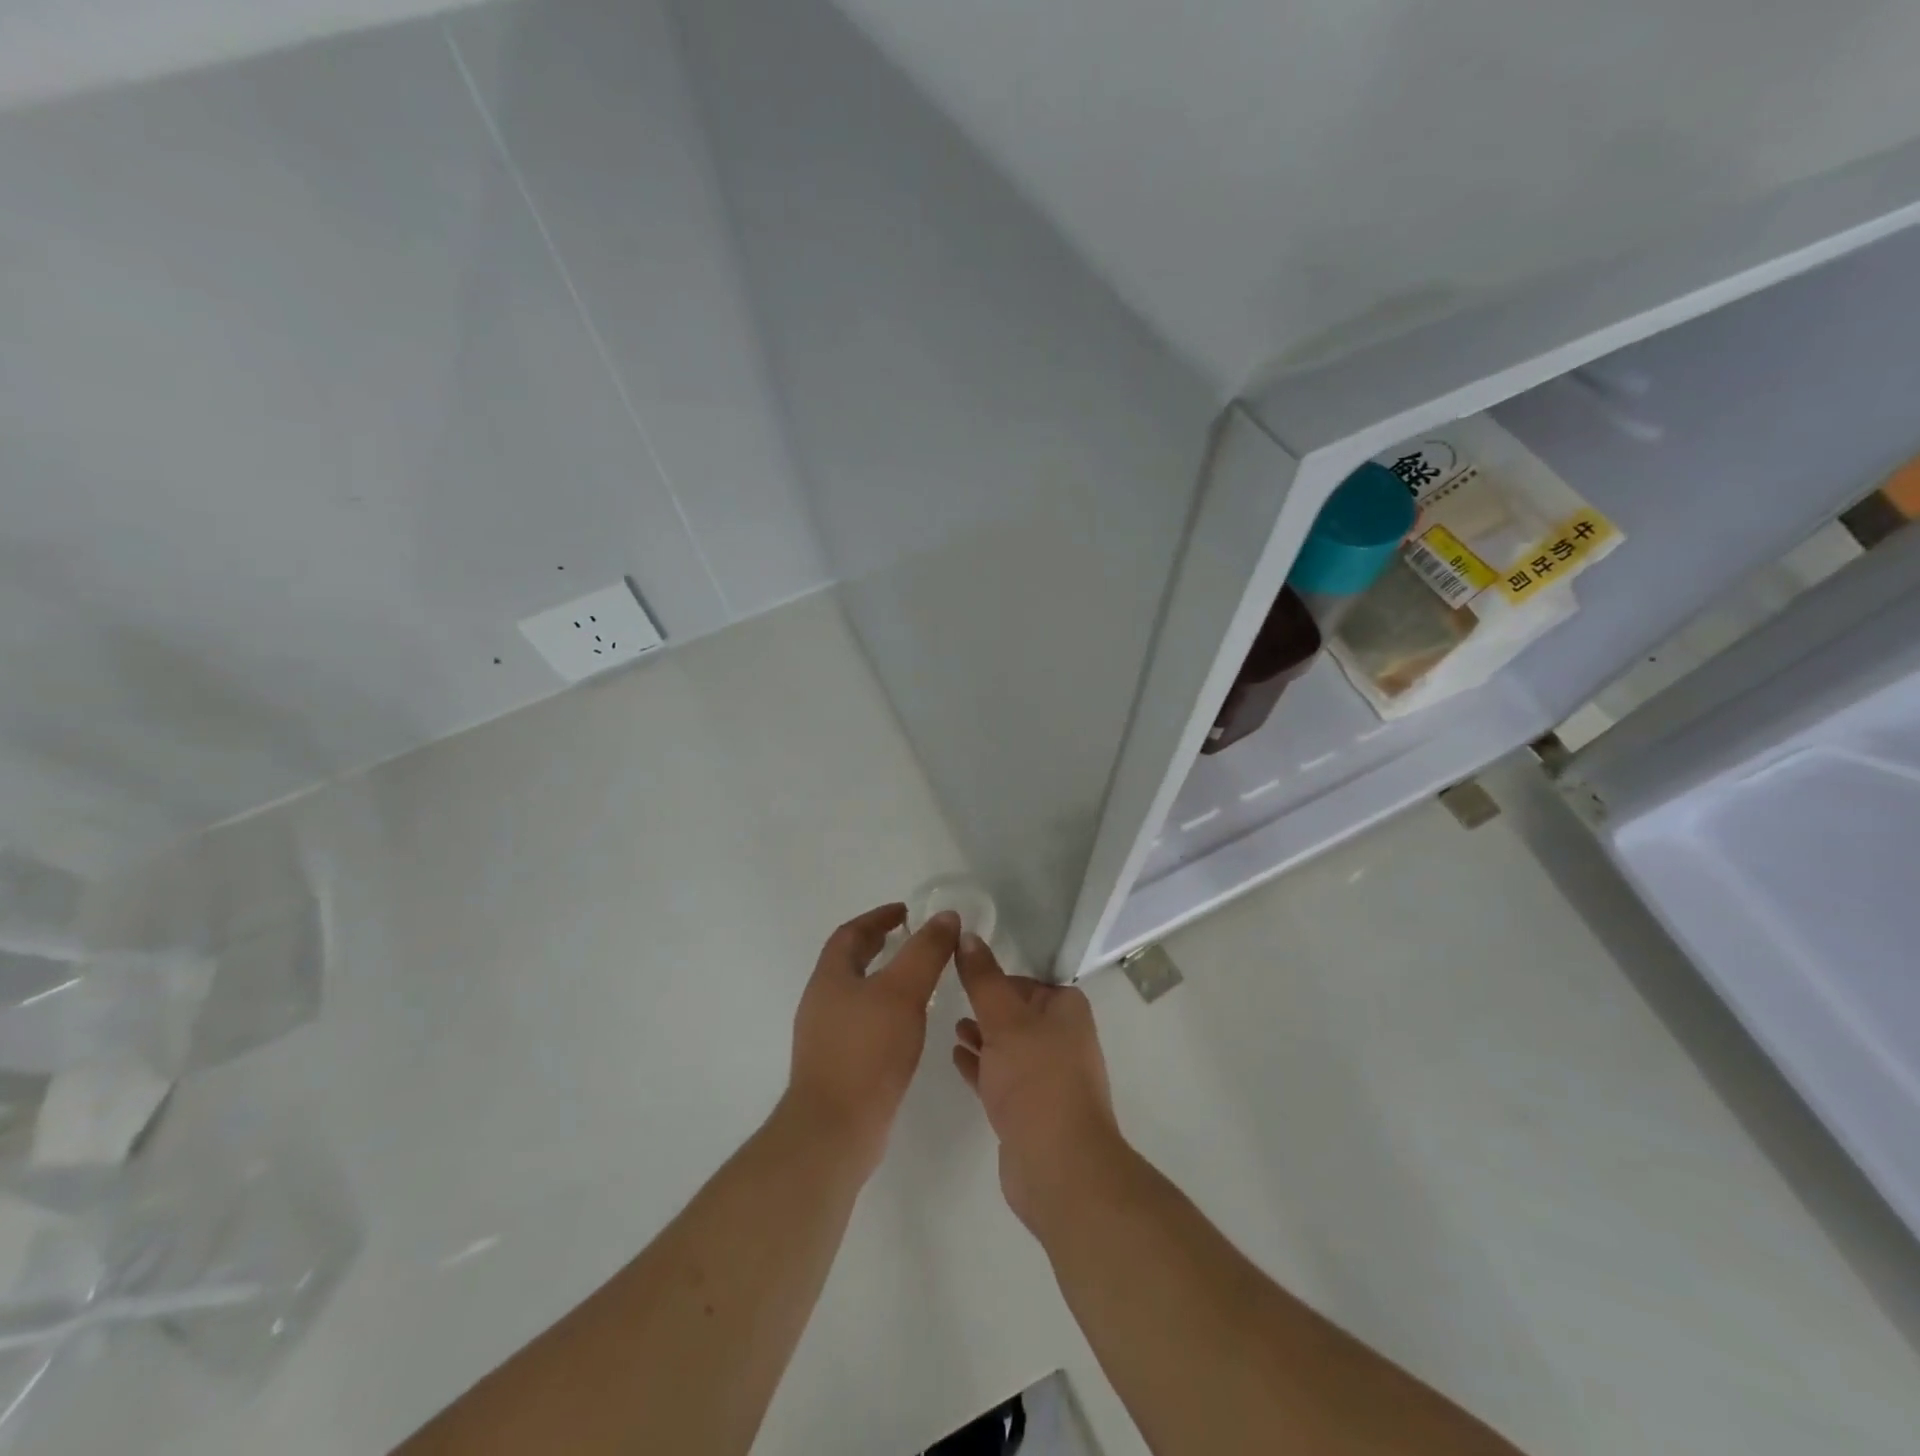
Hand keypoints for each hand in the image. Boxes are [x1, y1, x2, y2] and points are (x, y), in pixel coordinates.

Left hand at [786, 903, 959, 1174]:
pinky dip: (884, 1011)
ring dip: (883, 979)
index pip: (851, 933)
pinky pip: (861, 1023)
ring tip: (916, 980)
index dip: (878, 918)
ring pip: (856, 993)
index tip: (906, 911)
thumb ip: (926, 951)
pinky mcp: (837, 1066)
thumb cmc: (867, 1051)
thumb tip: (945, 917)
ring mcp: (825, 1037)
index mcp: (830, 977)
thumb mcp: (903, 992)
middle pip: (849, 962)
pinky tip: (906, 1025)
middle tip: (911, 938)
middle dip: (878, 946)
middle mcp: (821, 1002)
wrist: (834, 1130)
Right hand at [951, 933, 1120, 1233]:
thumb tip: (968, 935)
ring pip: (1009, 1046)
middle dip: (986, 1007)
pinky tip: (956, 1057)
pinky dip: (982, 1065)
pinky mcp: (1031, 1110)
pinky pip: (1002, 1076)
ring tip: (952, 1027)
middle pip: (1018, 1012)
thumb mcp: (1004, 1019)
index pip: (1028, 981)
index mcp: (1067, 1010)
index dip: (997, 977)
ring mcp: (1048, 1077)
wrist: (1058, 1166)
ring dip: (982, 1036)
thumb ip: (983, 978)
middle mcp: (1063, 1038)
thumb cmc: (1035, 1079)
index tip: (963, 973)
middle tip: (951, 997)